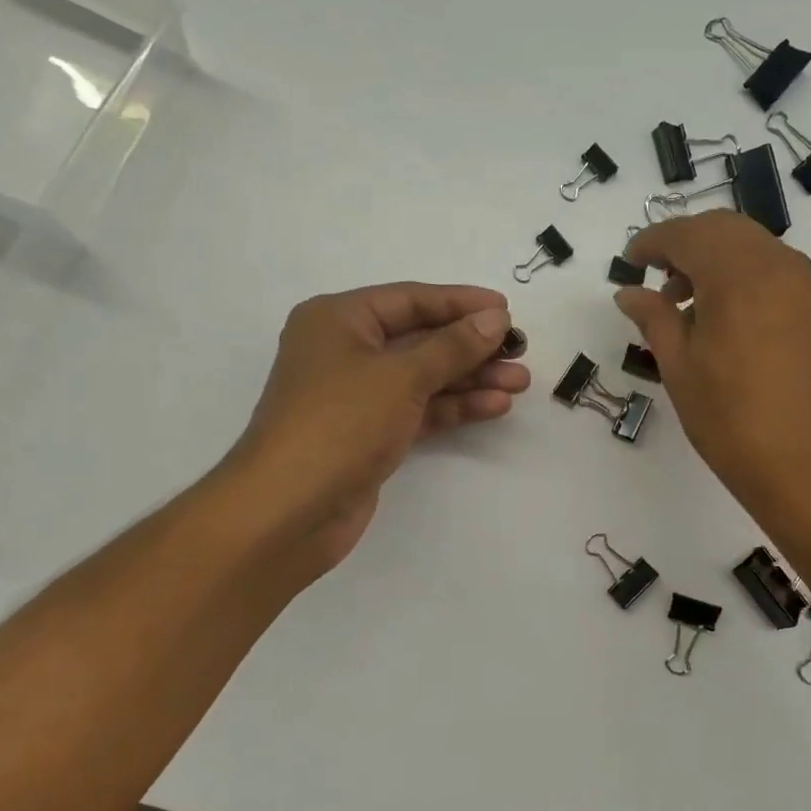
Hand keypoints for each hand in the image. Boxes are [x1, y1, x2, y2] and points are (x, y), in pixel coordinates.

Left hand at [222, 283, 528, 573]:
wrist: (289, 511)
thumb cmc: (339, 424)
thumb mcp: (401, 376)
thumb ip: (453, 346)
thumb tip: (495, 319)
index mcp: (339, 320)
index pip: (411, 299)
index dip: (461, 303)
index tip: (507, 310)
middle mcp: (346, 350)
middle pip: (421, 338)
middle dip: (472, 345)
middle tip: (521, 351)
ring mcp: (358, 395)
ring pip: (425, 376)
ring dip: (471, 378)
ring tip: (520, 382)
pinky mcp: (371, 433)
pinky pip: (420, 408)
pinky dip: (455, 406)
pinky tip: (494, 406)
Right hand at [616, 211, 810, 516]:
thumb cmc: (733, 420)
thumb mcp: (680, 367)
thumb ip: (654, 319)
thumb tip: (628, 293)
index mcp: (738, 274)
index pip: (687, 235)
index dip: (652, 243)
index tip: (629, 262)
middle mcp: (777, 265)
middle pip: (722, 230)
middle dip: (684, 244)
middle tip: (655, 280)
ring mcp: (803, 285)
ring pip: (750, 247)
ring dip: (713, 259)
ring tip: (684, 305)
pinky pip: (771, 270)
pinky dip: (740, 275)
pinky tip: (721, 317)